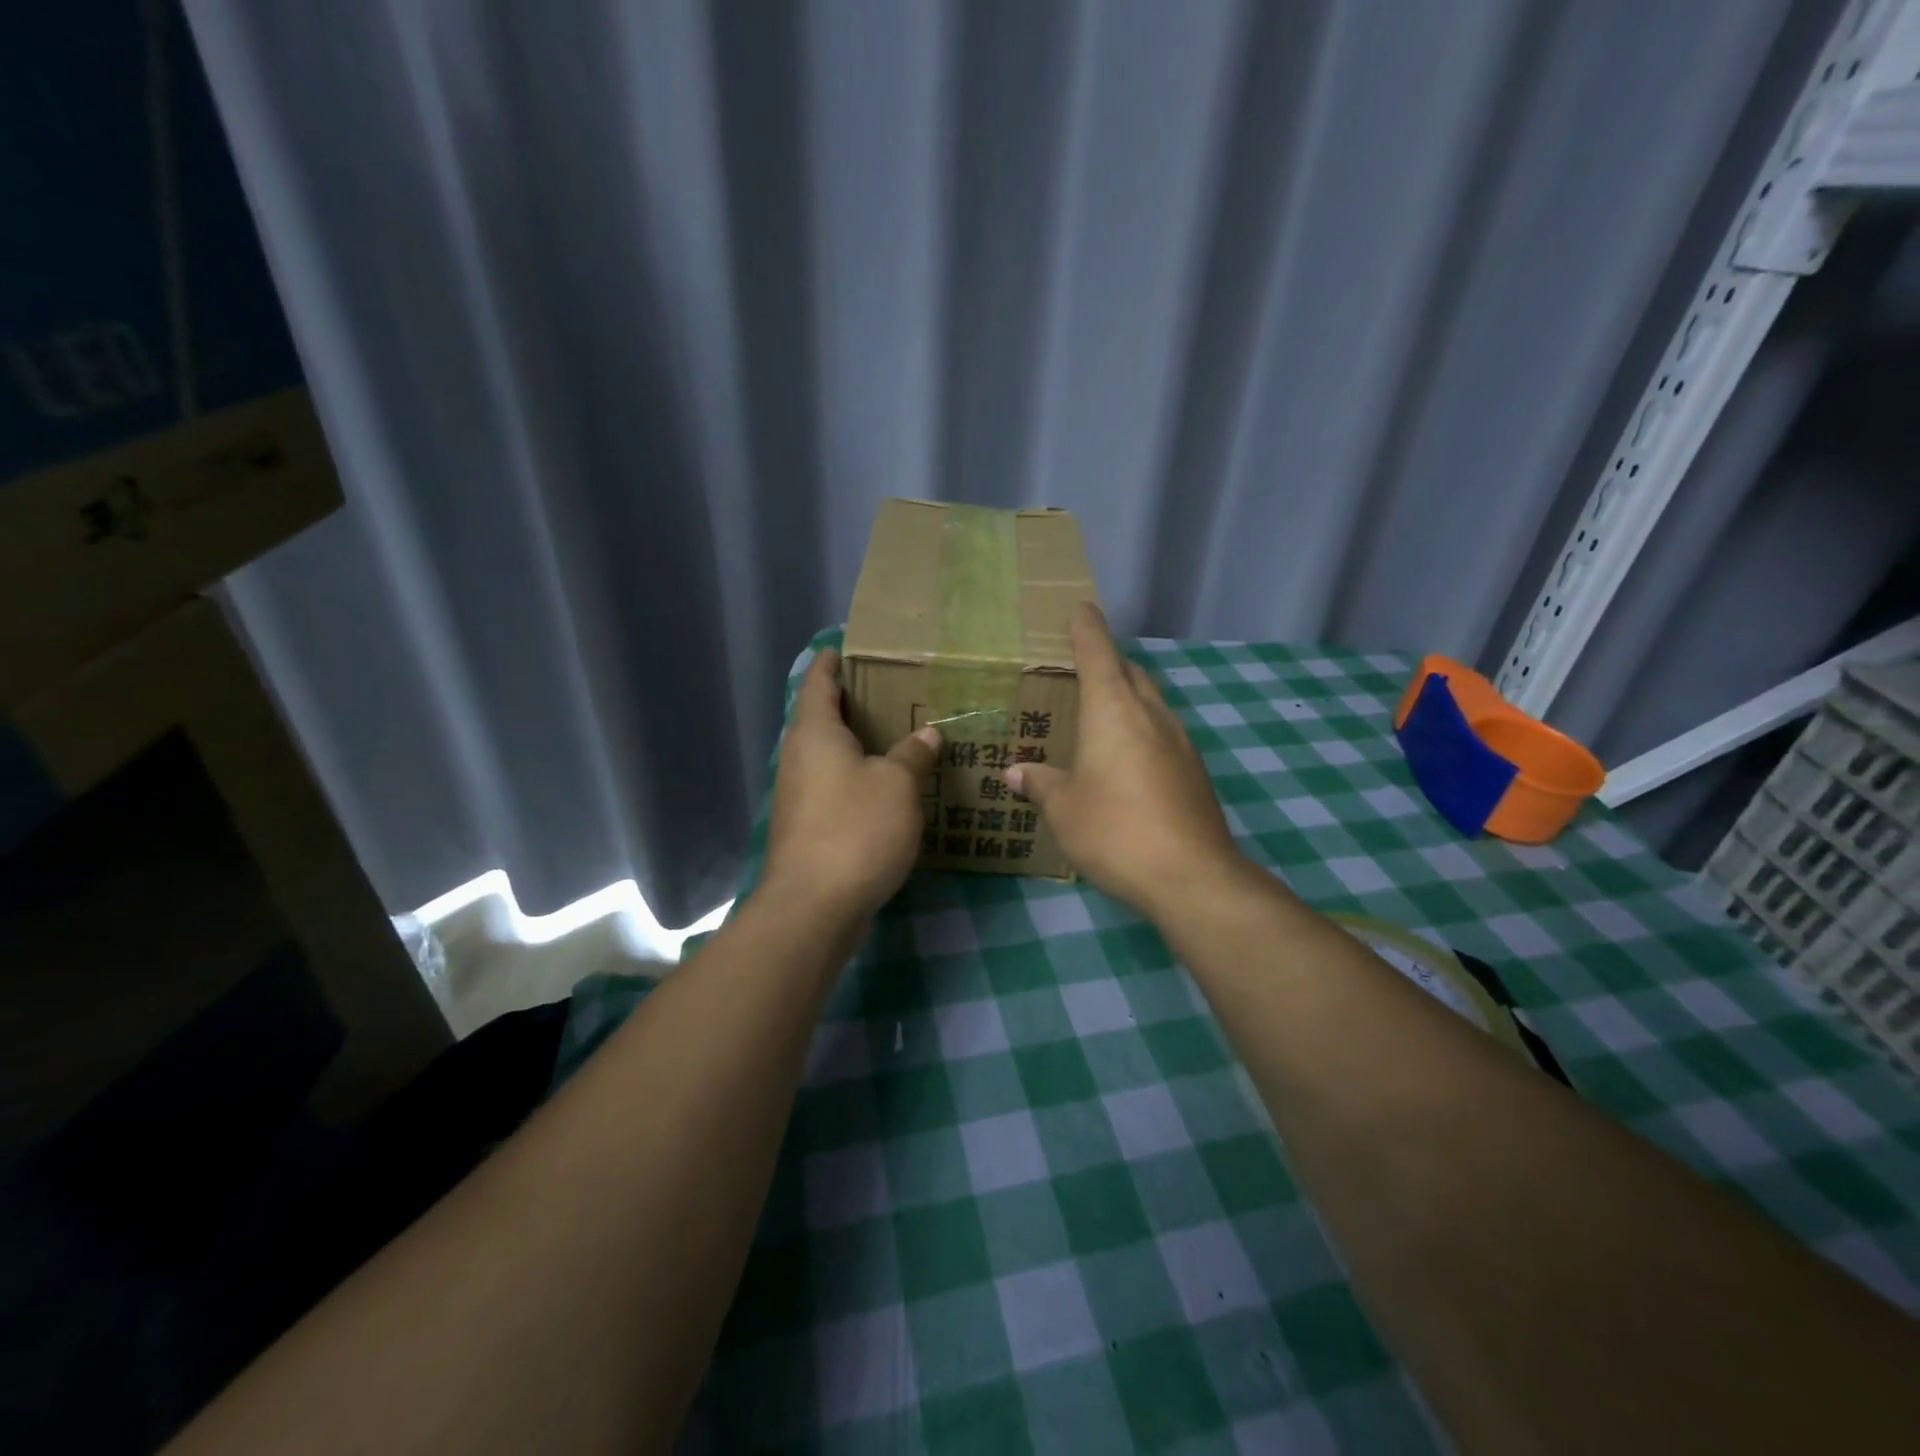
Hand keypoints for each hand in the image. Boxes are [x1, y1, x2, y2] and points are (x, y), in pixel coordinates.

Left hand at [763, 647, 940, 918]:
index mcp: (815, 732)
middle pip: (822, 717)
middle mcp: (799, 757)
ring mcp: (799, 794)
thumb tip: (927, 734)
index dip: (833, 661)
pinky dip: (858, 778)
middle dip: (853, 703)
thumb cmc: (855, 829)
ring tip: (899, 735)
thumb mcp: (897, 785)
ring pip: (829, 755)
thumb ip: (913, 754)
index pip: (818, 680)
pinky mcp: (807, 826)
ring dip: (858, 744)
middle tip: (895, 690)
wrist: (813, 906)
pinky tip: (888, 787)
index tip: (851, 646)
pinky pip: (834, 786)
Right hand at [1008, 603, 1245, 918]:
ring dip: (1129, 696)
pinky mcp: (1195, 771)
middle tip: (1083, 666)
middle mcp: (1151, 715)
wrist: (1191, 875)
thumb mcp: (1064, 809)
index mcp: (1114, 711)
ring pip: (1152, 702)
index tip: (1081, 608)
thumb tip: (1016, 772)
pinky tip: (1129, 759)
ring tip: (1104, 713)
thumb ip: (1041, 784)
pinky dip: (1143, 730)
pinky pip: (1163, 733)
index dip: (1087, 629)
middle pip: (1131, 672)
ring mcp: (1181, 742)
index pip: (1099, 653)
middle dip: (1109, 662)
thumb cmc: (1115, 830)